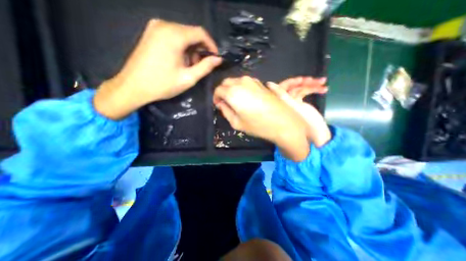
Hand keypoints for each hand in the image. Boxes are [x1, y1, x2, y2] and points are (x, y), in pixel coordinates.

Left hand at [94, 19, 221, 118]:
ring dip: (191, 49)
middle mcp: (164, 25)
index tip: (216, 57)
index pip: (200, 33)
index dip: (211, 45)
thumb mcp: (188, 78)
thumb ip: (205, 67)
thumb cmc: (162, 84)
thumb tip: (218, 59)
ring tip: (191, 66)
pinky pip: (174, 36)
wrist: (133, 86)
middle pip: (191, 32)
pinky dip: (182, 47)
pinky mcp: (151, 33)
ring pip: (183, 34)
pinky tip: (181, 60)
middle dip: (200, 48)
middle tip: (201, 65)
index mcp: (174, 35)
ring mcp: (155, 27)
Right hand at [214, 75, 307, 160]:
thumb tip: (221, 104)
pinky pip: (246, 82)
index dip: (216, 97)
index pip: (218, 90)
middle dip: (223, 91)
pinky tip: (246, 97)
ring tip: (236, 101)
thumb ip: (225, 111)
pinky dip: (242, 87)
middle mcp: (242, 82)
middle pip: (226, 82)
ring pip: (236, 81)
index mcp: (233, 92)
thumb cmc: (258, 125)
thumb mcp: (236, 123)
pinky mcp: (261, 83)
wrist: (283, 122)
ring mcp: (253, 81)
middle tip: (225, 102)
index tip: (218, 104)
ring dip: (233, 89)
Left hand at [266, 76, 330, 147]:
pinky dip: (314, 90)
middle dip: (301, 82)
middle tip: (311, 80)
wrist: (316, 138)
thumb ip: (282, 96)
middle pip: (290, 88)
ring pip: (299, 89)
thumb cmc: (305, 127)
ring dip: (311, 84)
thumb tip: (269, 84)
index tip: (299, 79)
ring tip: (323, 81)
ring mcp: (293, 104)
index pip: (281, 90)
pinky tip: (325, 89)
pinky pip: (305, 93)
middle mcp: (286, 103)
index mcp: (281, 105)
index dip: (288, 83)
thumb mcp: (293, 110)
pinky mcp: (301, 105)